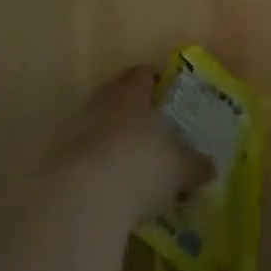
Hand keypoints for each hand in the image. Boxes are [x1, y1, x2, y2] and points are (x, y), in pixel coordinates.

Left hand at [50, 65, 210, 224]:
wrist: (84, 196)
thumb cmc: (141, 166)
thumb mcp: (178, 169)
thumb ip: (195, 165)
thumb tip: (211, 167)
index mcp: (133, 93)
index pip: (142, 73)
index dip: (154, 79)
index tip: (165, 90)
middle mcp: (103, 102)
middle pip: (117, 94)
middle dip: (132, 107)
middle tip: (149, 125)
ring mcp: (78, 128)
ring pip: (98, 123)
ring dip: (111, 136)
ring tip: (130, 159)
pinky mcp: (60, 159)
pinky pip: (84, 153)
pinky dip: (96, 163)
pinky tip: (109, 184)